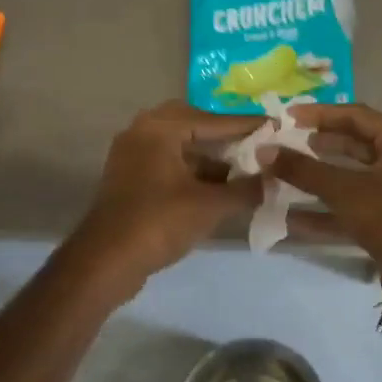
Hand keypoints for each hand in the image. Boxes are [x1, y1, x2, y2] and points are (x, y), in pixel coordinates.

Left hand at [66, 100, 263, 291]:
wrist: (106, 261)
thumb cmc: (159, 223)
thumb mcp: (210, 206)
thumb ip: (245, 189)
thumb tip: (274, 180)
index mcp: (160, 128)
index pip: (213, 120)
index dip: (247, 125)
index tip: (275, 125)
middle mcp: (142, 131)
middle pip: (193, 123)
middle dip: (223, 134)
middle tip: (253, 143)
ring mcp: (132, 154)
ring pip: (179, 144)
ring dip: (208, 155)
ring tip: (241, 169)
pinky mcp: (129, 177)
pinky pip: (167, 161)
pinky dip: (191, 169)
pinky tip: (216, 186)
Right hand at [265, 103, 381, 301]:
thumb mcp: (343, 189)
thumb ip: (303, 169)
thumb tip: (264, 151)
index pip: (355, 115)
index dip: (319, 114)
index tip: (286, 117)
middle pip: (353, 144)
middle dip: (317, 144)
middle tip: (284, 143)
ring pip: (349, 177)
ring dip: (316, 177)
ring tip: (282, 174)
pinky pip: (350, 207)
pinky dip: (323, 210)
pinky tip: (289, 215)